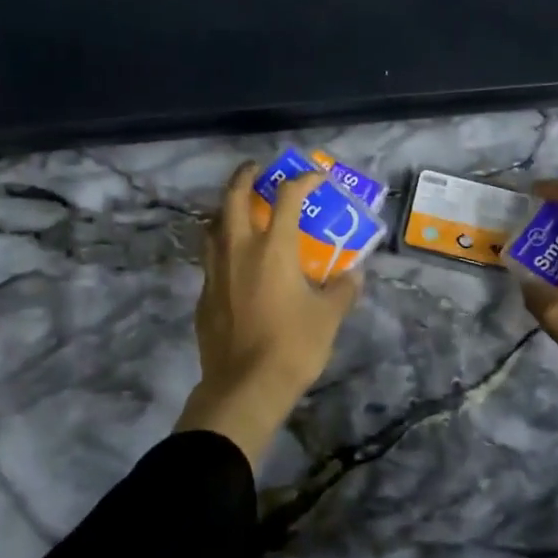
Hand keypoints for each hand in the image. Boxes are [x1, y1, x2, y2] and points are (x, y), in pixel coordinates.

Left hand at [176, 162, 362, 462]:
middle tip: (256, 170)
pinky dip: (222, 246)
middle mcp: (239, 249)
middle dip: (245, 176)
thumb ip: (343, 289)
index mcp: (273, 248)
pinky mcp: (204, 295)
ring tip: (239, 210)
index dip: (303, 180)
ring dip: (226, 209)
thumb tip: (353, 274)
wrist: (244, 387)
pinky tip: (234, 262)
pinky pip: (210, 257)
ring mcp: (215, 271)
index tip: (315, 176)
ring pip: (213, 225)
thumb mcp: (329, 317)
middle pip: (233, 197)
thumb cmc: (293, 346)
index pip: (287, 197)